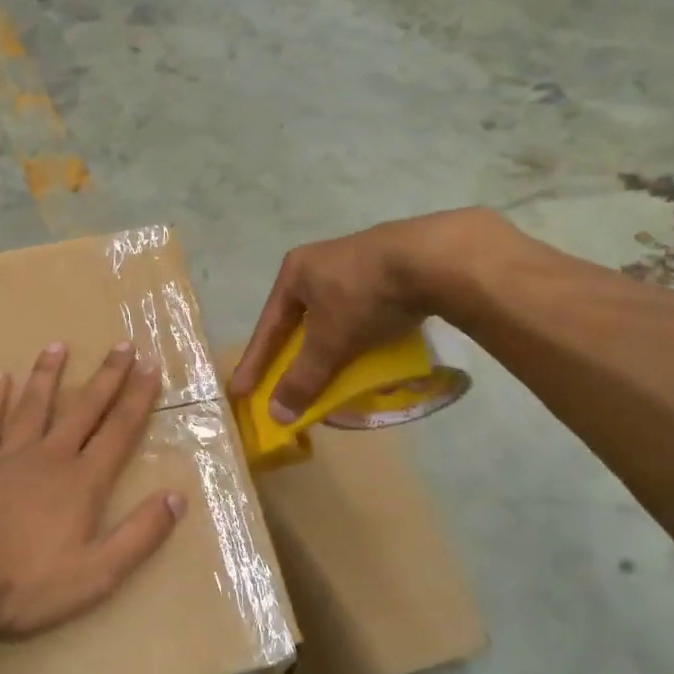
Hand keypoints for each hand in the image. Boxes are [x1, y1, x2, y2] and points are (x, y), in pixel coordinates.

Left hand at [0, 343, 184, 638]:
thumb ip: (140, 534)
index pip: (119, 430)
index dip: (138, 397)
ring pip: (34, 405)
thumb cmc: (29, 584)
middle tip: (123, 344)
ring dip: (48, 374)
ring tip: (59, 345)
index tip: (151, 365)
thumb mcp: (98, 573)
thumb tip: (177, 497)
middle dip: (107, 376)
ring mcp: (8, 455)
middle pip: (84, 408)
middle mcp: (50, 456)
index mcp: (83, 480)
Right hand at [231, 209, 503, 421]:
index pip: (268, 326)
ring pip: (335, 316)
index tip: (241, 391)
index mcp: (296, 272)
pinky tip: (374, 353)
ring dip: (332, 346)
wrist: (432, 259)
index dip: (255, 363)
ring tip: (334, 372)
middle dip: (297, 355)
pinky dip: (363, 336)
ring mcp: (358, 262)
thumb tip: (276, 414)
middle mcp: (322, 262)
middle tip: (288, 383)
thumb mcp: (329, 342)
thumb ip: (303, 378)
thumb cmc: (364, 297)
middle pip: (301, 320)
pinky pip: (366, 311)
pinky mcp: (392, 269)